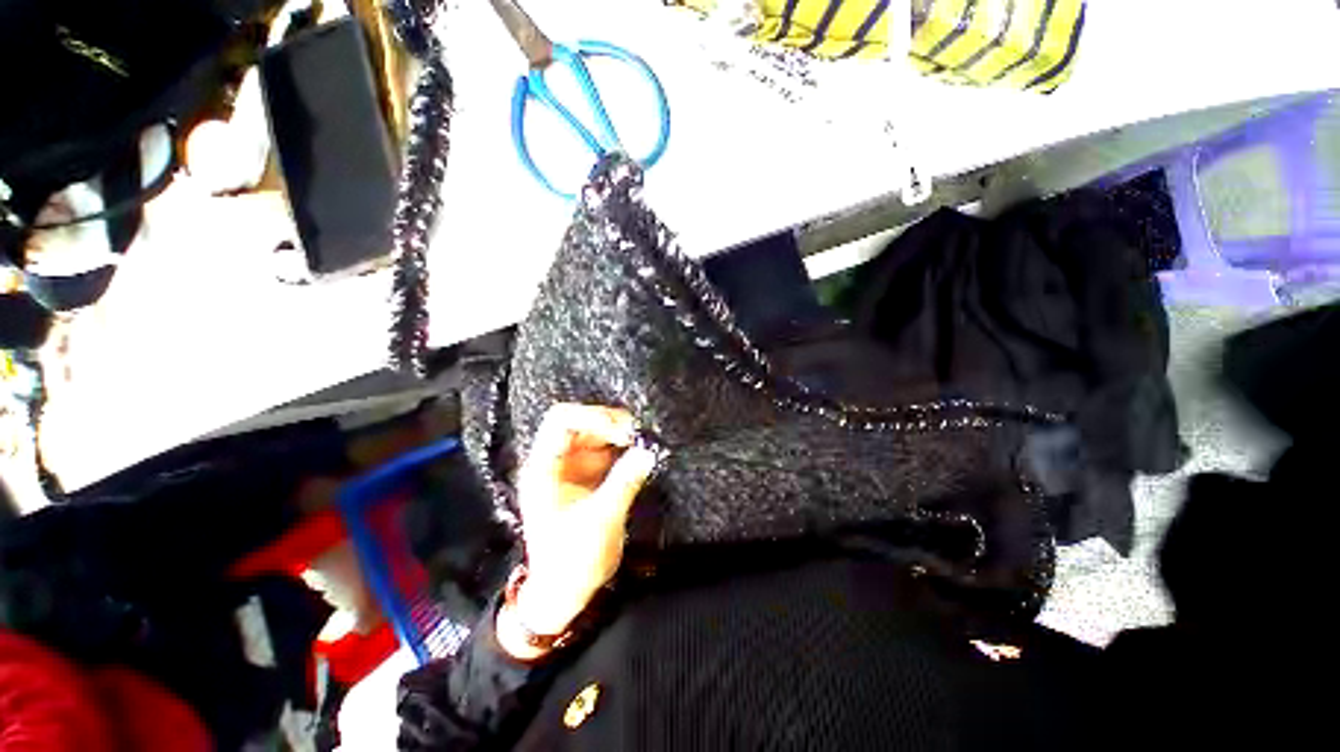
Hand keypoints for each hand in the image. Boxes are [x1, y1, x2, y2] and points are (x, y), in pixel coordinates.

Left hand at [498, 404, 658, 658]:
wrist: (565, 591)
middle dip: (610, 423)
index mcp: (544, 468)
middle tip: (638, 435)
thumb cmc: (572, 560)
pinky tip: (639, 453)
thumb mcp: (600, 521)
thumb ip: (624, 483)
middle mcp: (557, 461)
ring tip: (642, 442)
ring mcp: (573, 467)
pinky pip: (607, 449)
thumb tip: (648, 452)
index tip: (623, 431)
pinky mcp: (589, 476)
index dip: (592, 417)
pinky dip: (624, 447)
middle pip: (581, 422)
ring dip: (619, 433)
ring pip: (596, 433)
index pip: (562, 421)